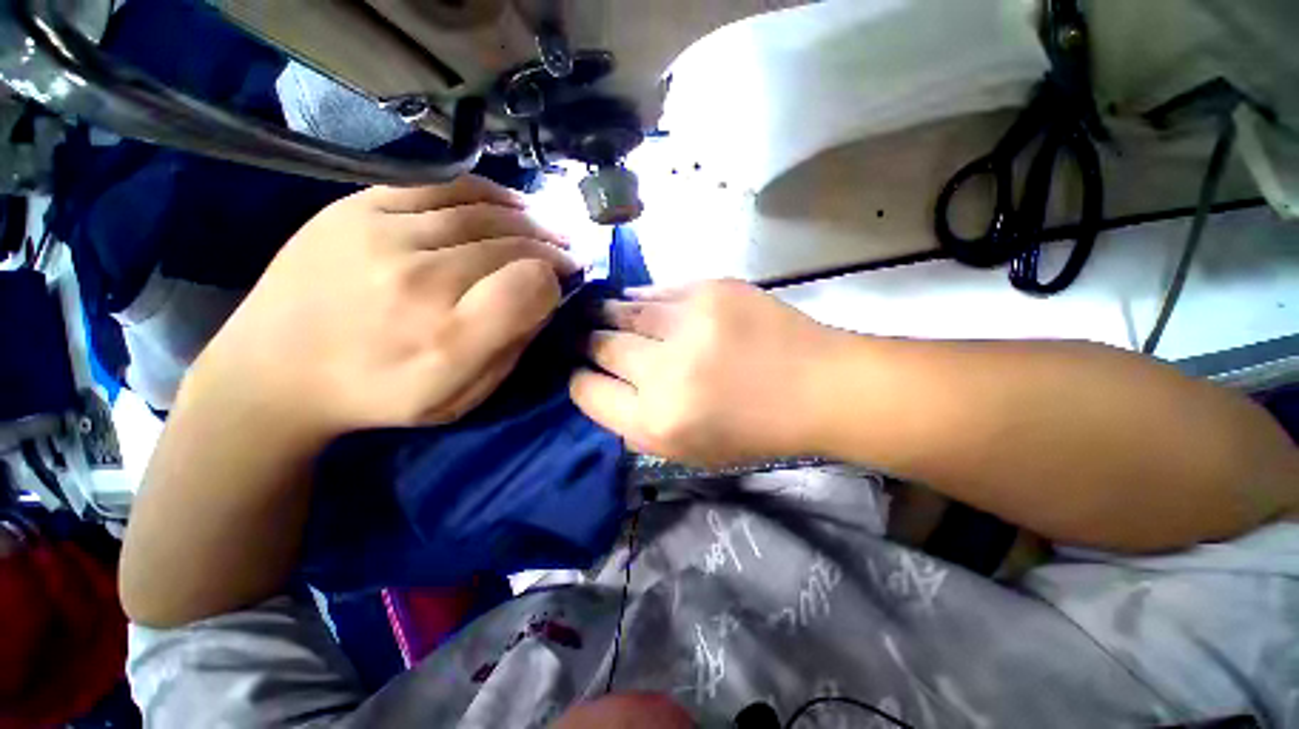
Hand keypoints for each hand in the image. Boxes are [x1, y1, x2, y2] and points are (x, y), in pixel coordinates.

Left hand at [185, 176, 575, 442]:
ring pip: (483, 212)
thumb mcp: (461, 397)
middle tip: (567, 254)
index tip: (560, 285)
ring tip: (547, 228)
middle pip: (512, 244)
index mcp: (448, 336)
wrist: (272, 371)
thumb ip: (511, 348)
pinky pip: (441, 187)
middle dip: (550, 248)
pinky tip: (509, 204)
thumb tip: (543, 300)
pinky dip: (487, 193)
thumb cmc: (378, 394)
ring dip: (528, 218)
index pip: (530, 286)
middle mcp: (420, 278)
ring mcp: (382, 233)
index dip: (555, 282)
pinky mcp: (356, 207)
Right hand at [570, 280, 844, 465]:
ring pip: (623, 311)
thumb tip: (604, 389)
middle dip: (590, 344)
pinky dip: (643, 299)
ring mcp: (688, 324)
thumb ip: (637, 426)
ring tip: (605, 315)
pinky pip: (657, 291)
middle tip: (591, 340)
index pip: (588, 392)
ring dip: (610, 315)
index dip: (581, 382)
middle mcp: (664, 372)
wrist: (818, 387)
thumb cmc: (754, 430)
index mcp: (657, 423)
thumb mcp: (688, 452)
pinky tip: (639, 303)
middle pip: (600, 346)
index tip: (584, 374)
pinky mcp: (710, 290)